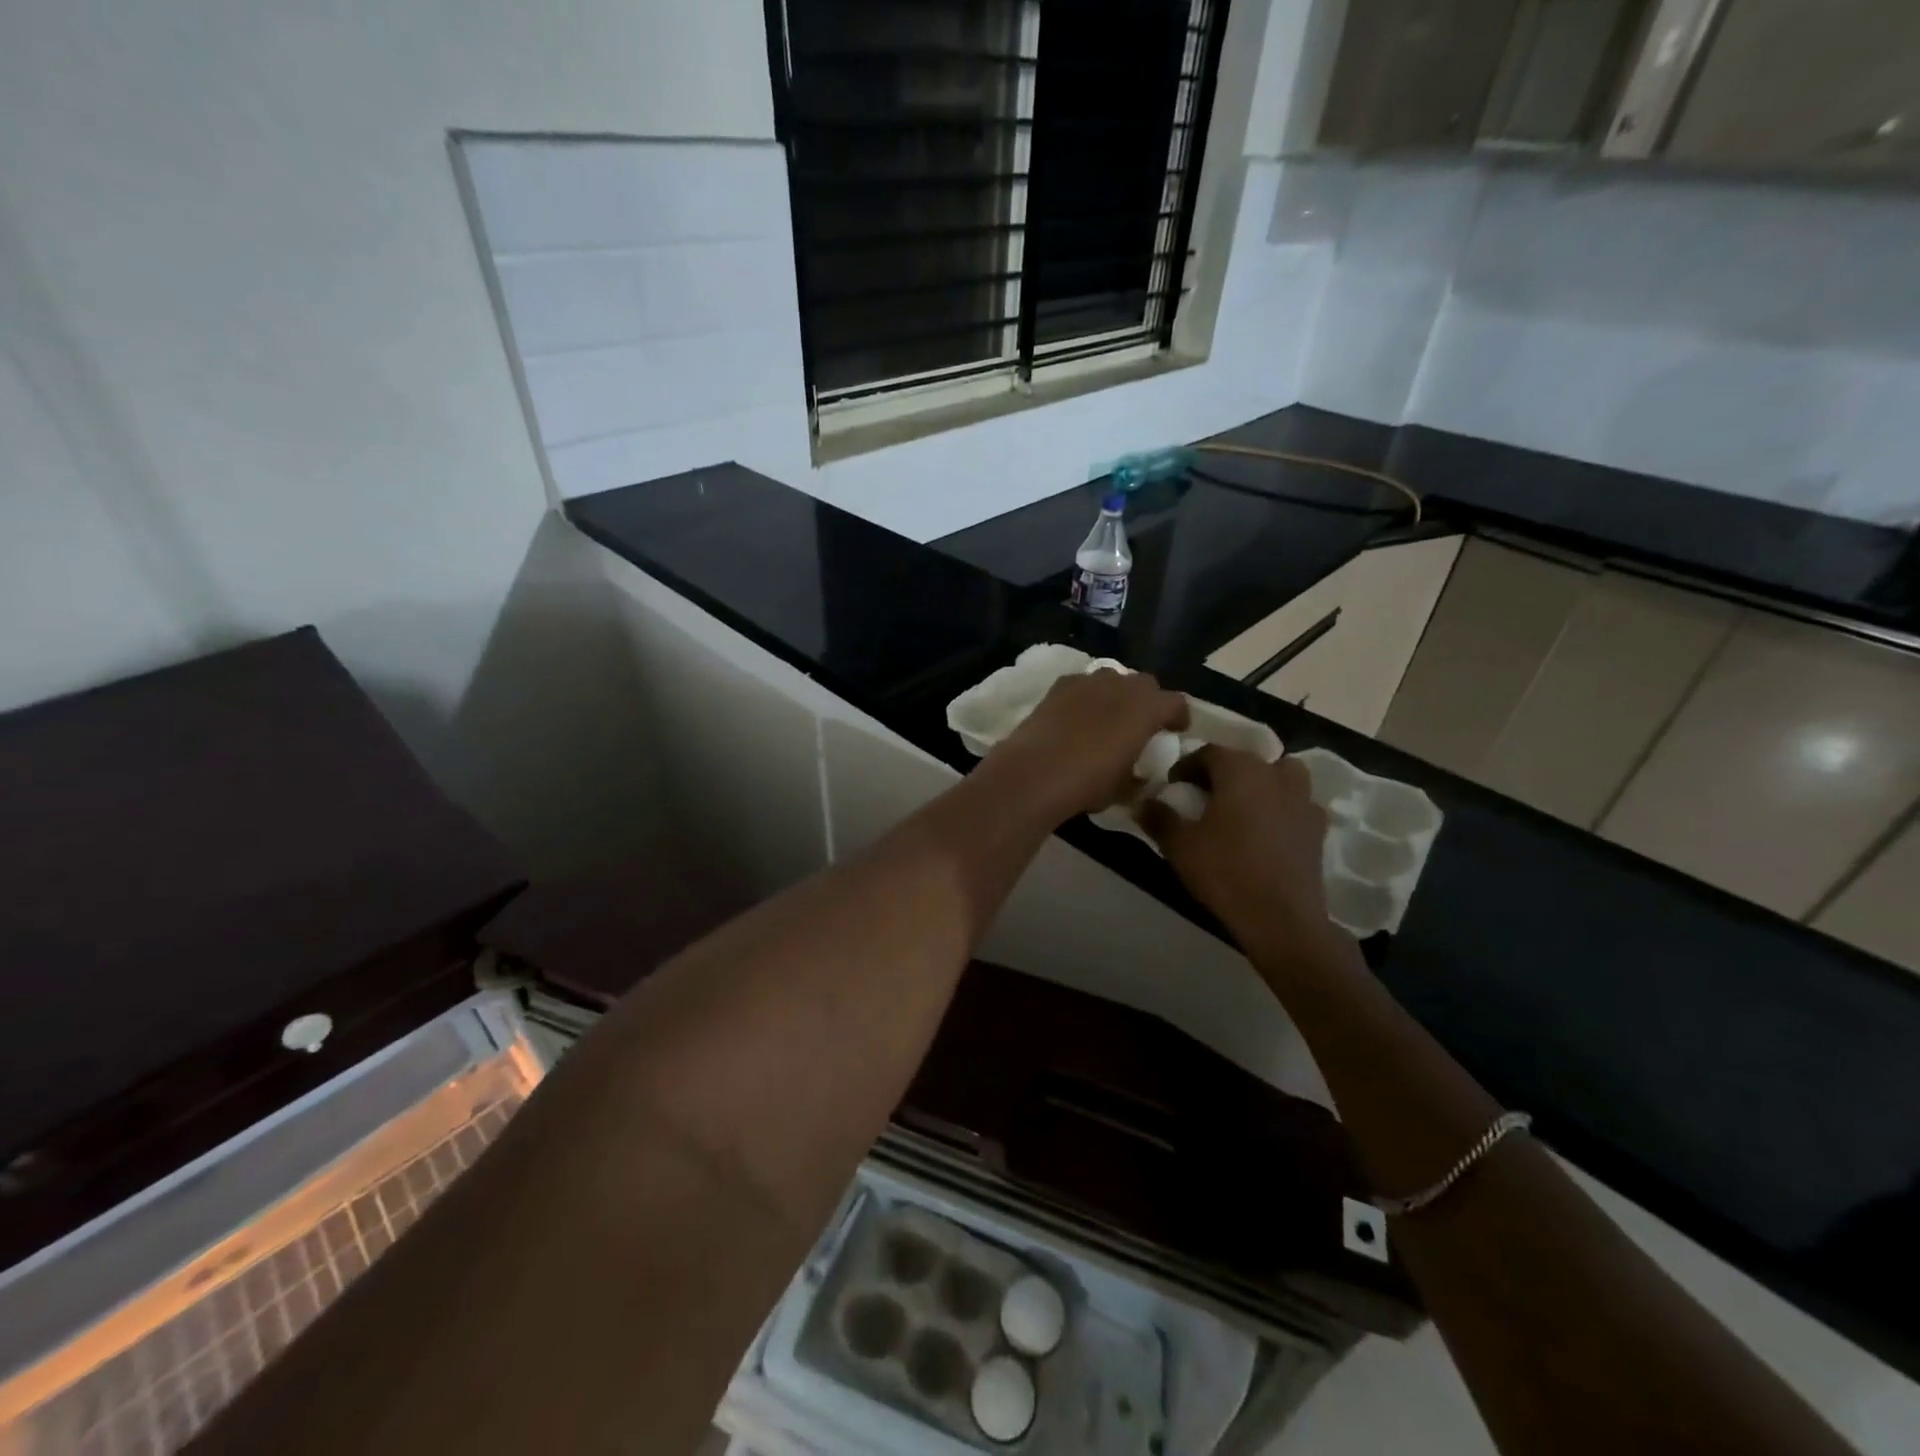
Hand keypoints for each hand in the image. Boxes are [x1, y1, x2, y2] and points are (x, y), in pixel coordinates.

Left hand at [982, 669, 1188, 824]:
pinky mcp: (1058, 686)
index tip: (1175, 731)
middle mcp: (1121, 684)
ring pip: (1112, 679)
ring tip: (1108, 718)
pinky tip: (1076, 717)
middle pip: (1144, 684)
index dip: (1178, 717)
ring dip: (1116, 695)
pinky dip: (1086, 697)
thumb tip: (1137, 773)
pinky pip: (1082, 685)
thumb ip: (1137, 773)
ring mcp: (1087, 681)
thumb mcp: (1124, 787)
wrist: (1034, 772)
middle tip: (1141, 724)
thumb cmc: (1088, 782)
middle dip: (1147, 701)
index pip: (1176, 703)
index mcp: (1147, 707)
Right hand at [1139, 747, 1343, 964]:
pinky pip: (1298, 804)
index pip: (1209, 752)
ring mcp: (1302, 800)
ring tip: (1243, 806)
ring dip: (1262, 782)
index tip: (1173, 786)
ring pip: (1282, 774)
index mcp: (1239, 771)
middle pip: (1246, 760)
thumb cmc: (1225, 871)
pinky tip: (1269, 830)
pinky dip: (1283, 808)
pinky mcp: (1317, 828)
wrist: (1280, 917)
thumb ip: (1159, 817)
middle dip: (1223, 772)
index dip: (1187, 765)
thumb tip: (1143, 802)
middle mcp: (1274, 776)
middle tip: (1204, 796)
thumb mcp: (1179, 845)